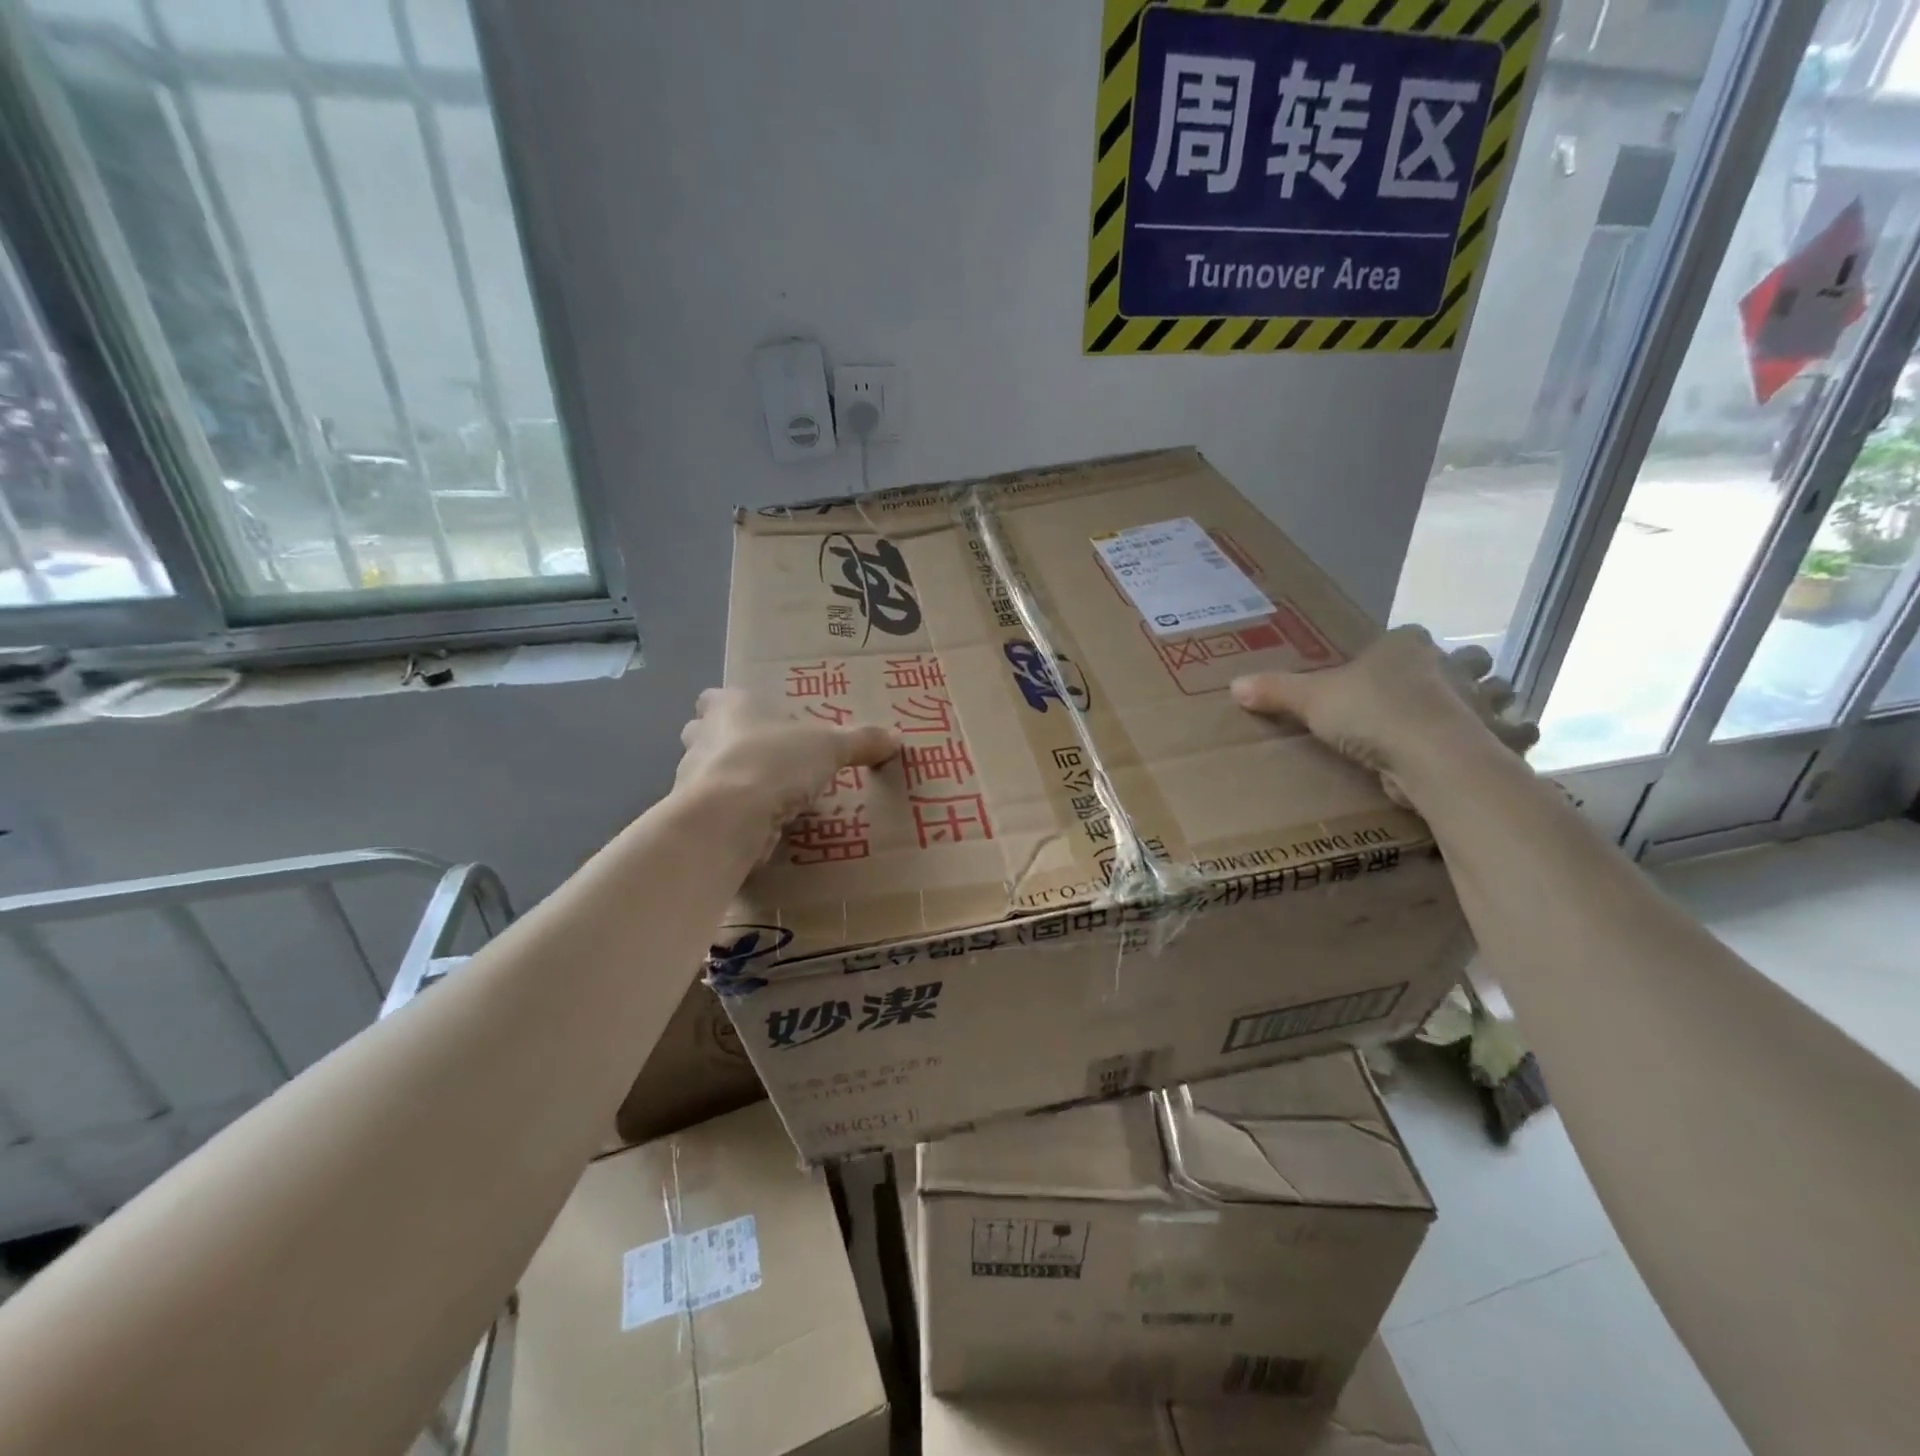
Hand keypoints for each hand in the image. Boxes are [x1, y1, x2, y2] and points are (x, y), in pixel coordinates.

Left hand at [676, 688, 897, 857]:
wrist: (729, 817)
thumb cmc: (775, 761)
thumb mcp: (830, 746)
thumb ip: (861, 741)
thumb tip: (895, 738)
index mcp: (729, 707)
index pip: (716, 699)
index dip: (733, 708)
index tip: (755, 721)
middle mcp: (702, 737)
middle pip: (703, 734)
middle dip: (725, 744)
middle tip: (762, 758)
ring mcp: (690, 778)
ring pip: (706, 774)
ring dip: (730, 782)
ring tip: (766, 797)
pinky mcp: (695, 817)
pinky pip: (714, 811)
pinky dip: (733, 817)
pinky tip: (759, 827)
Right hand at [1230, 625, 1536, 807]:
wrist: (1428, 752)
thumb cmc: (1369, 713)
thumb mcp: (1311, 700)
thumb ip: (1276, 691)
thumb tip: (1234, 686)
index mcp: (1406, 647)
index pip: (1410, 637)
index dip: (1402, 651)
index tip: (1390, 669)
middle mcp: (1451, 666)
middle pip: (1467, 658)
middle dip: (1461, 670)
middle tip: (1438, 692)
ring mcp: (1481, 700)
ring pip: (1500, 692)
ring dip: (1493, 703)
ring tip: (1472, 721)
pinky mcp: (1498, 736)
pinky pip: (1516, 733)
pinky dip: (1512, 739)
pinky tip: (1495, 750)